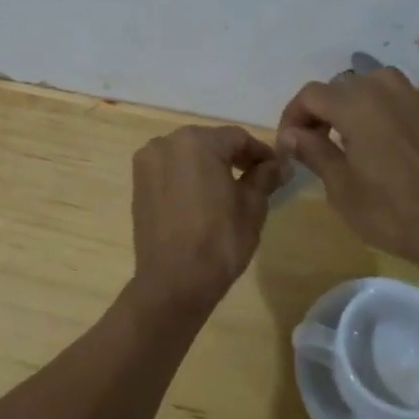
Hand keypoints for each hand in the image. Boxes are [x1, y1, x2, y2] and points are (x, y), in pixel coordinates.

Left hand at [131, 125, 286, 311]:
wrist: (173, 281)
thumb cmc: (218, 240)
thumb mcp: (252, 206)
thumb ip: (265, 177)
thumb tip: (280, 164)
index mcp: (197, 141)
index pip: (237, 137)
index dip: (260, 152)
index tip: (275, 170)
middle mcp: (167, 142)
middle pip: (210, 142)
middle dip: (233, 157)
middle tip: (256, 178)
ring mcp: (148, 162)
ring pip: (188, 154)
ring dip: (209, 165)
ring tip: (229, 190)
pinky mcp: (138, 183)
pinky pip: (170, 170)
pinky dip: (188, 177)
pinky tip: (202, 198)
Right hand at [278, 35, 418, 273]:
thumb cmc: (388, 214)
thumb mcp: (340, 189)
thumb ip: (315, 152)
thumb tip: (292, 133)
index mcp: (355, 109)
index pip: (312, 96)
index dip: (294, 115)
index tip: (290, 144)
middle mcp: (387, 94)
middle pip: (345, 87)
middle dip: (325, 111)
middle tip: (319, 144)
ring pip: (385, 79)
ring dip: (366, 93)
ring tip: (358, 119)